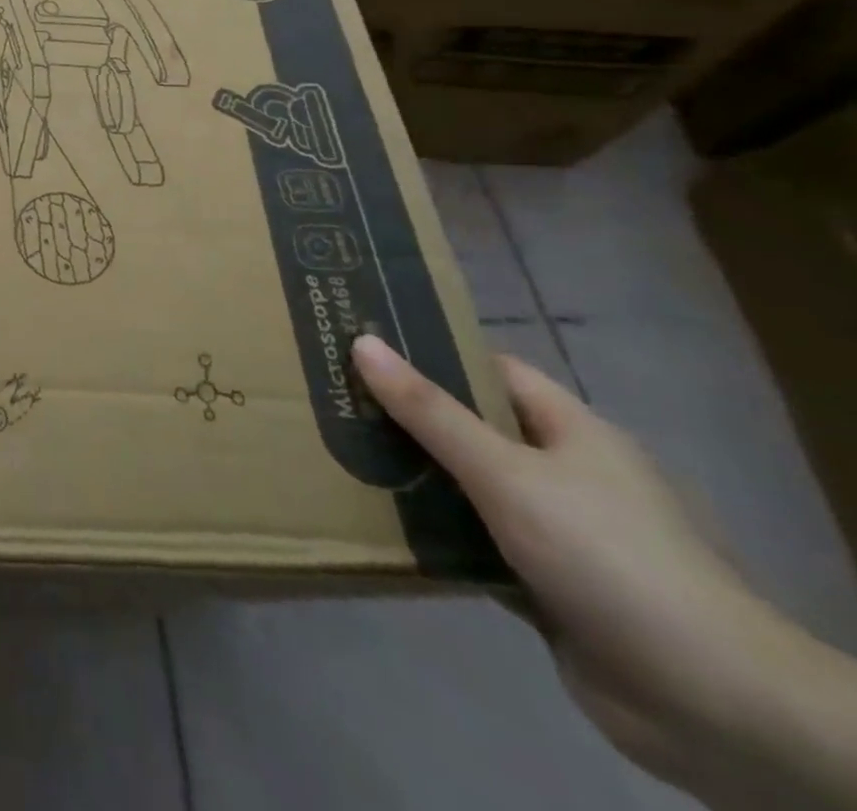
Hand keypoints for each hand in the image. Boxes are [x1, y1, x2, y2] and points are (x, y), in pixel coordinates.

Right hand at [352, 335, 846, 805]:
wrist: (712, 705)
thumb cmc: (607, 556)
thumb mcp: (507, 474)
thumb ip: (430, 412)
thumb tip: (362, 342)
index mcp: (571, 432)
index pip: (491, 370)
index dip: (432, 352)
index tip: (364, 344)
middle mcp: (565, 474)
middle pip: (473, 429)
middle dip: (409, 418)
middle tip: (335, 399)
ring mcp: (557, 532)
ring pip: (469, 489)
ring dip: (415, 480)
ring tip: (340, 455)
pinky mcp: (545, 585)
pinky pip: (474, 544)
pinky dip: (434, 536)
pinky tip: (380, 525)